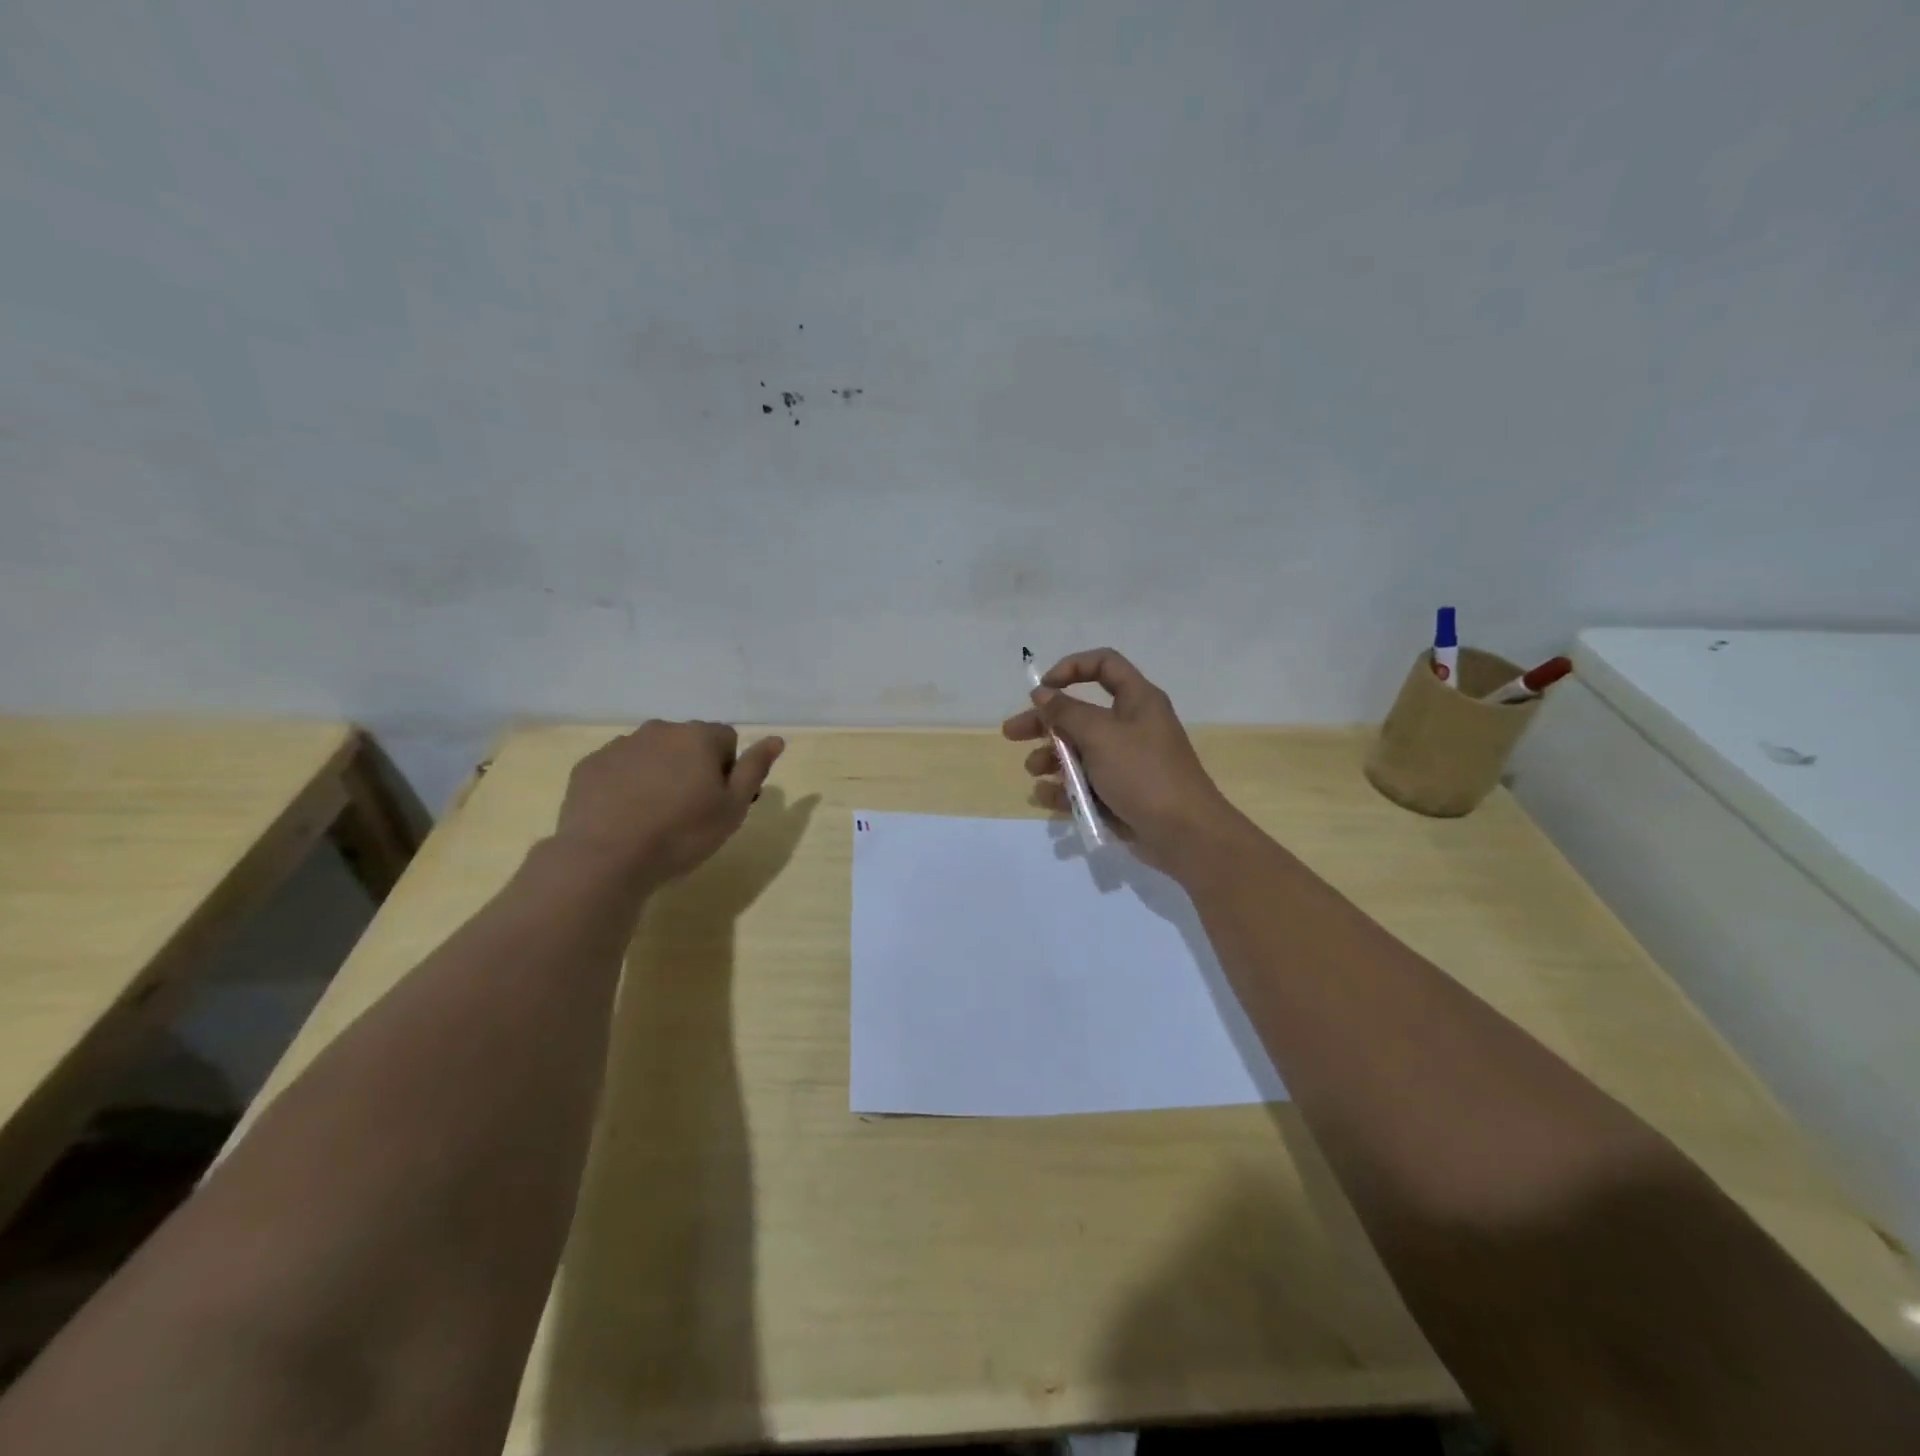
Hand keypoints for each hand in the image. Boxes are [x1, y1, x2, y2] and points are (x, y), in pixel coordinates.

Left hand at [553, 721, 784, 882]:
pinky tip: (625, 815)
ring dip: (659, 773)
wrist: (606, 858)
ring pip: (652, 753)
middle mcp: (659, 730)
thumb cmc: (681, 834)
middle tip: (689, 810)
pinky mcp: (589, 765)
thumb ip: (755, 768)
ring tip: (653, 815)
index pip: (727, 739)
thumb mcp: (733, 808)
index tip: (718, 801)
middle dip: (692, 767)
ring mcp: (620, 745)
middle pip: (688, 742)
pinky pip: (619, 767)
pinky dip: (626, 783)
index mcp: (698, 736)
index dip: (728, 769)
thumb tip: (776, 739)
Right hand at [1002, 648, 1243, 875]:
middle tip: (1011, 733)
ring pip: (1077, 752)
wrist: (1183, 834)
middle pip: (1079, 714)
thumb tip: (1042, 693)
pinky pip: (1084, 784)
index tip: (1042, 688)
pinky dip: (1063, 789)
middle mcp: (1130, 726)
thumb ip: (1066, 712)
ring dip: (1050, 759)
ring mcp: (1124, 763)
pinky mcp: (1118, 794)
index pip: (1104, 665)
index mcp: (1137, 701)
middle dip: (1044, 723)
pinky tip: (1046, 798)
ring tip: (1035, 771)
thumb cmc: (1143, 773)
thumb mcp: (1100, 735)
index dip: (1071, 669)